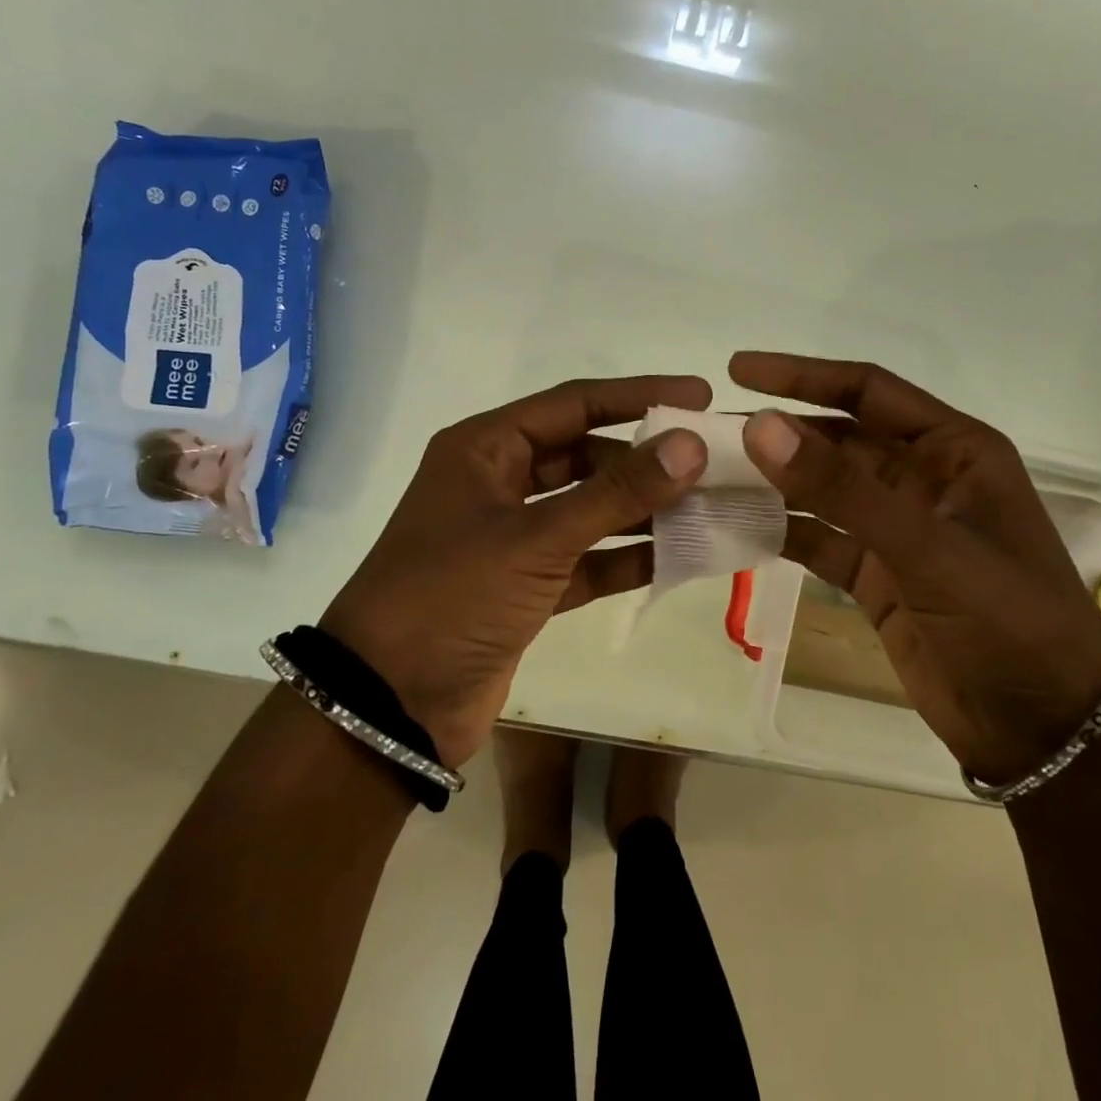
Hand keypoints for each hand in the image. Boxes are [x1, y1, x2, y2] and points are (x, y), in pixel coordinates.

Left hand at [322, 376, 711, 767]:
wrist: (389, 705)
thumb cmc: (451, 597)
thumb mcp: (536, 538)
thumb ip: (616, 493)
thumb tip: (690, 445)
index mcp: (485, 449)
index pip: (574, 403)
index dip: (638, 396)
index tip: (698, 396)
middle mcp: (499, 483)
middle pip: (585, 455)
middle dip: (645, 459)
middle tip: (711, 461)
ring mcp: (512, 537)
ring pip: (589, 508)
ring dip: (642, 509)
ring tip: (708, 506)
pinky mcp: (526, 586)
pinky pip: (587, 558)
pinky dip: (626, 558)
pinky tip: (678, 556)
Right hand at [730, 352, 1100, 783]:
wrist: (1046, 732)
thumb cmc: (1008, 621)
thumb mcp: (927, 547)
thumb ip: (842, 488)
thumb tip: (759, 426)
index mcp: (953, 450)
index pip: (868, 391)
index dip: (803, 375)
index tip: (737, 370)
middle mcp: (922, 479)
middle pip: (836, 439)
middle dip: (777, 434)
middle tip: (705, 434)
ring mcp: (897, 529)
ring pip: (821, 491)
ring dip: (771, 483)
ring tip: (707, 478)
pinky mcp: (877, 575)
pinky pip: (818, 539)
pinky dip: (781, 532)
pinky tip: (736, 529)